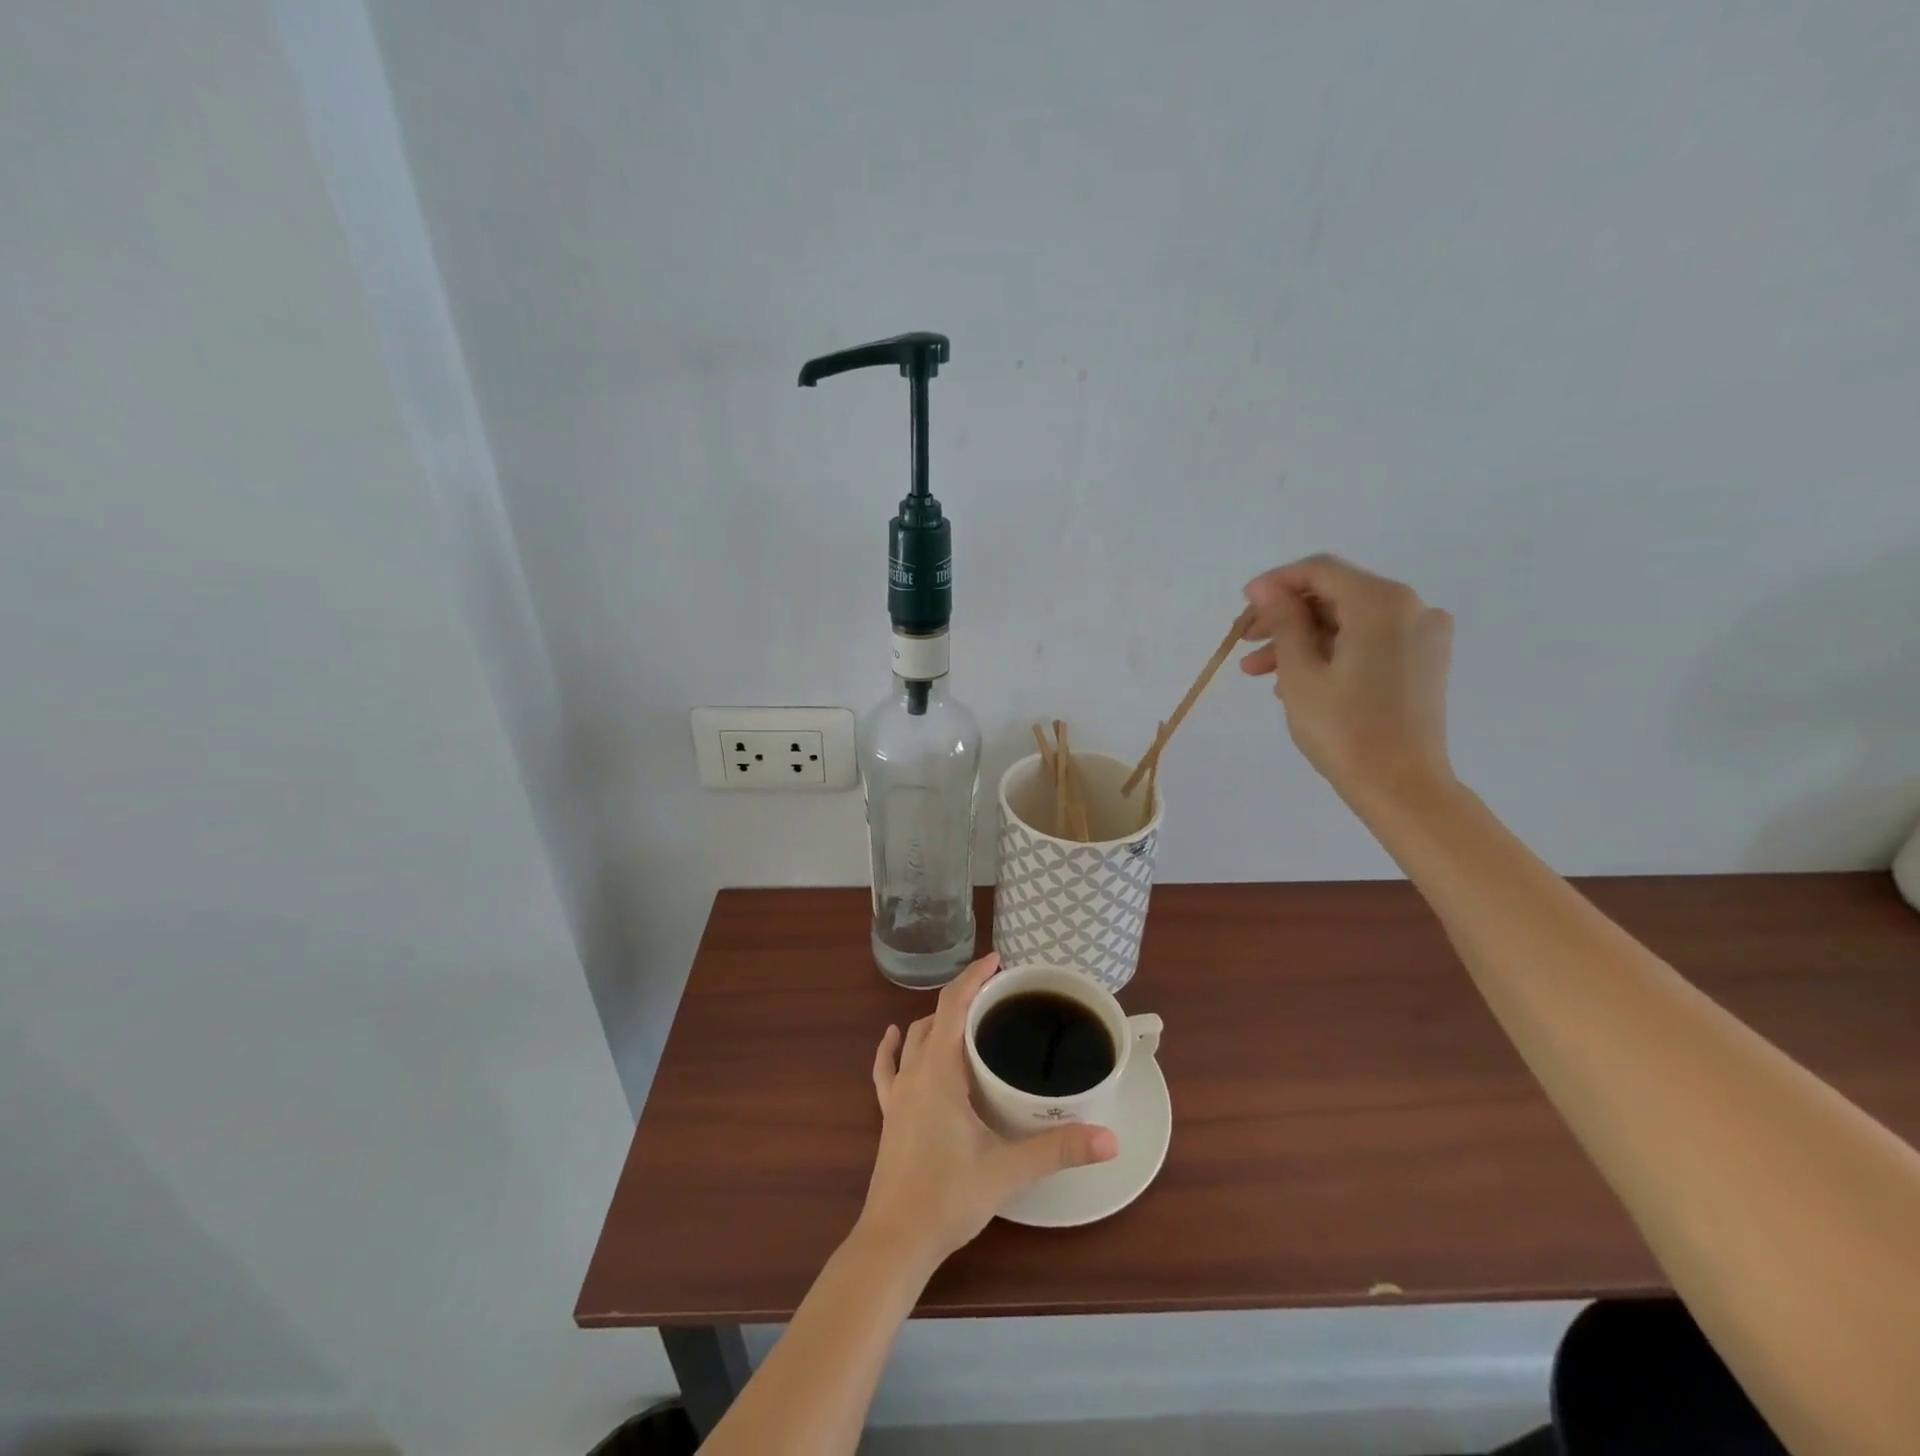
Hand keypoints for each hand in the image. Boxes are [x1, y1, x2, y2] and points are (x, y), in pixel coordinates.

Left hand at [859, 953, 1118, 1271]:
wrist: (893, 1242)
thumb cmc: (947, 1198)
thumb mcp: (1007, 1171)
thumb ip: (1058, 1150)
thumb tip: (1110, 1139)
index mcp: (938, 1071)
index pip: (953, 1004)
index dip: (974, 977)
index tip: (998, 960)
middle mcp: (914, 1072)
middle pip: (935, 1017)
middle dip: (964, 997)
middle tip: (999, 997)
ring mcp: (897, 1094)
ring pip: (915, 1039)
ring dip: (938, 1021)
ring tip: (968, 1019)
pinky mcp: (889, 1115)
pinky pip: (889, 1068)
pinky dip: (895, 1047)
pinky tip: (896, 1038)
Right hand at [1239, 554, 1455, 806]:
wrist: (1401, 786)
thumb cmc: (1344, 728)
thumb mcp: (1300, 672)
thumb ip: (1284, 621)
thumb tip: (1266, 588)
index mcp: (1382, 603)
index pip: (1321, 571)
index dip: (1276, 583)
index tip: (1243, 606)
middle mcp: (1411, 608)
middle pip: (1335, 595)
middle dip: (1286, 617)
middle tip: (1244, 644)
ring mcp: (1422, 635)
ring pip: (1349, 621)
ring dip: (1302, 639)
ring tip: (1259, 673)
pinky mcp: (1423, 661)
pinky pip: (1368, 641)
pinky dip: (1331, 652)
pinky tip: (1297, 680)